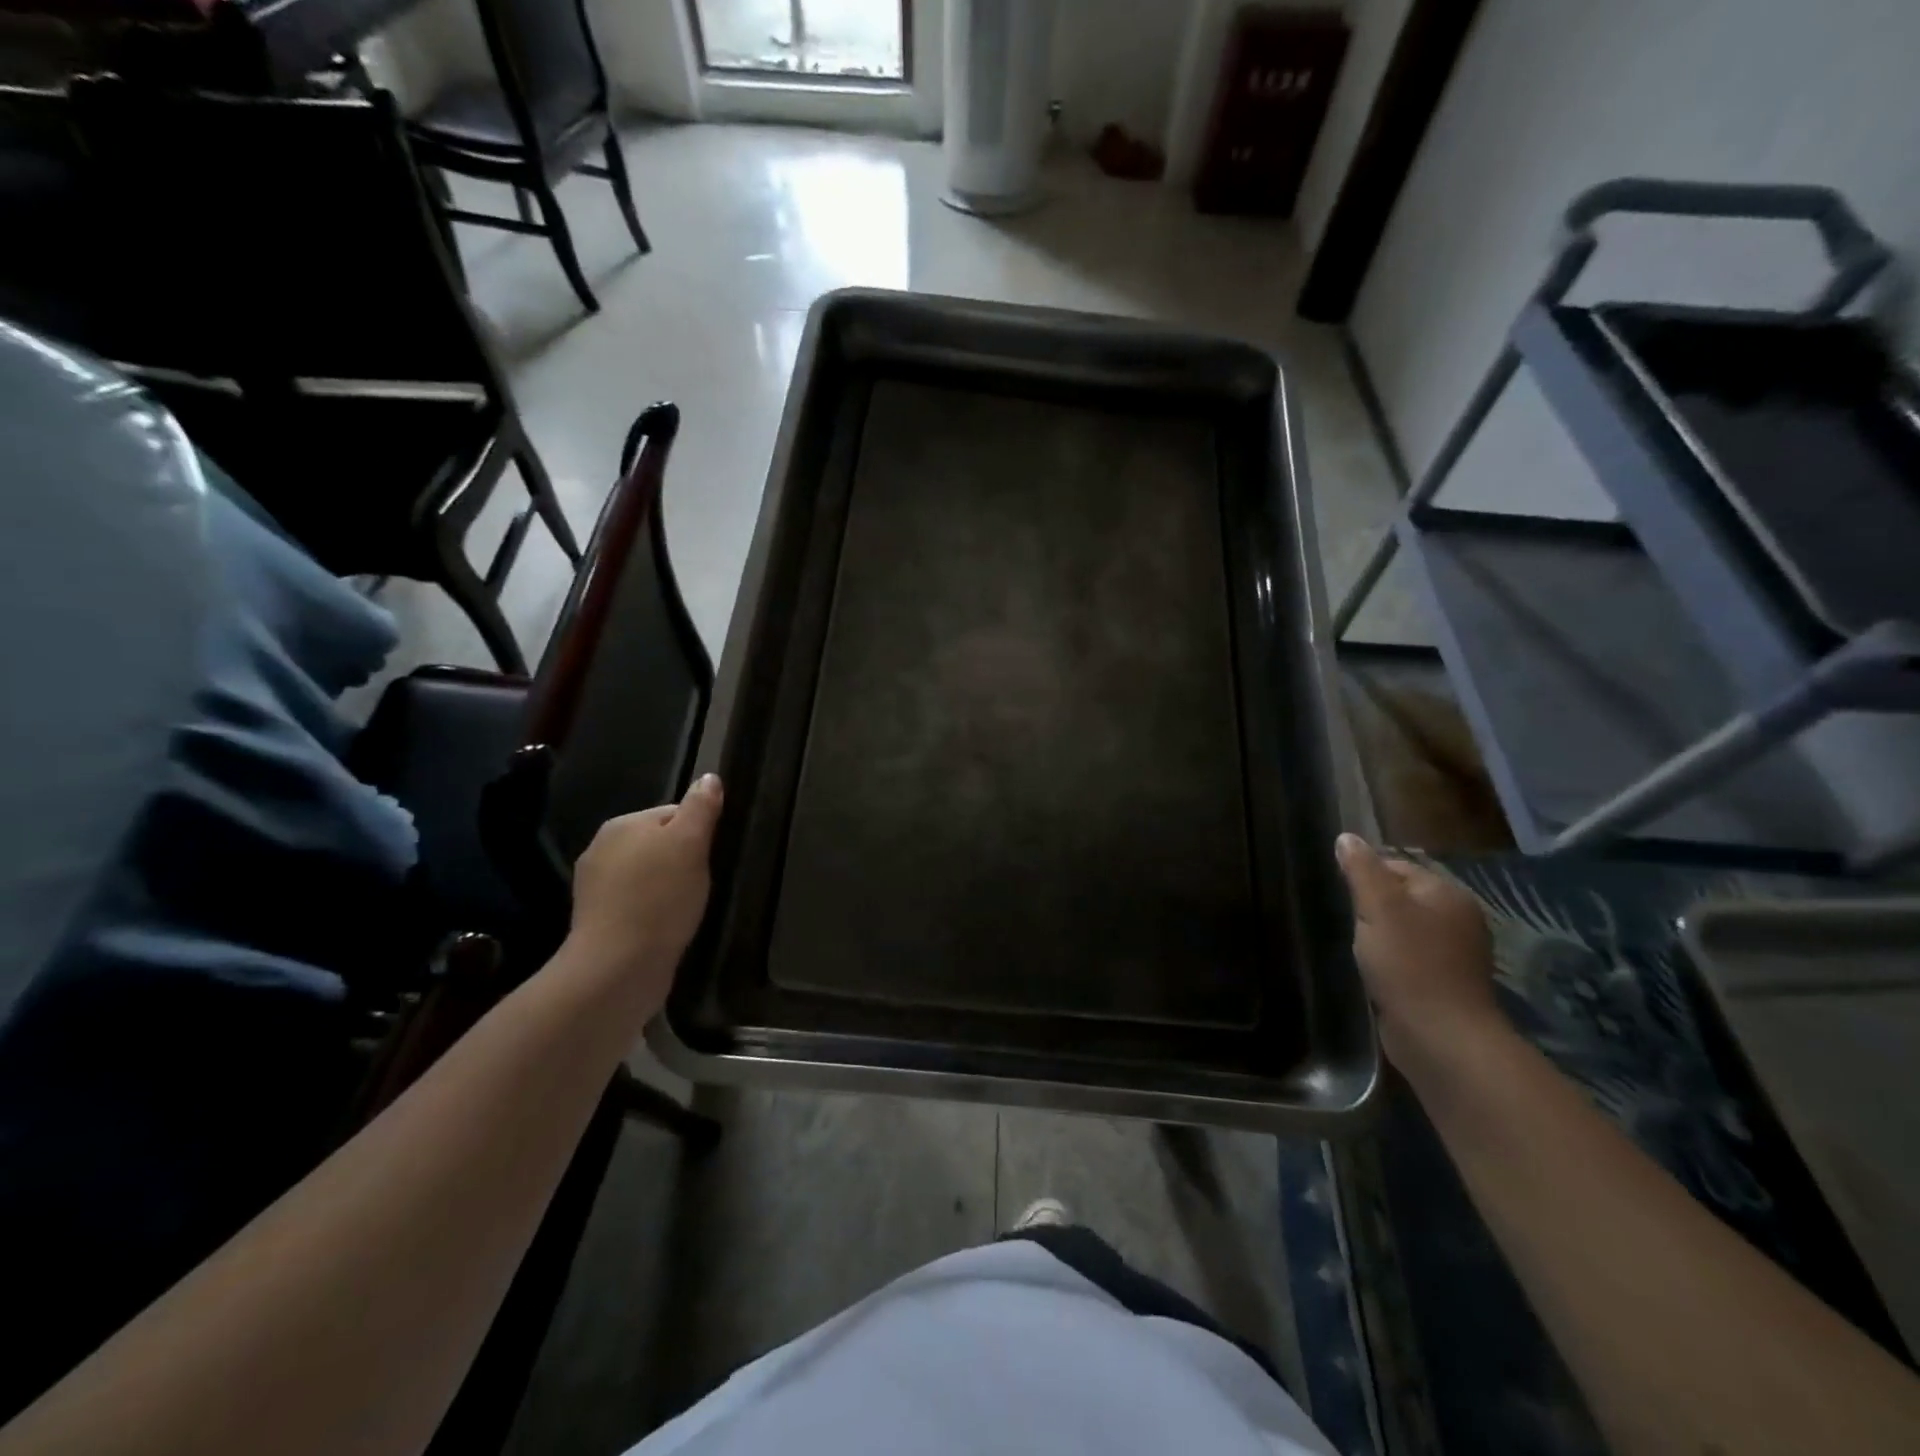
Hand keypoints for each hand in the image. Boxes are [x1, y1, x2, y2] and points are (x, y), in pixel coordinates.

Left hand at [563, 774, 722, 1018]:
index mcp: (622, 824)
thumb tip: (709, 777)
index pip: (673, 813)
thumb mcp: (690, 844)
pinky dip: (653, 910)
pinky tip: (666, 926)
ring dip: (668, 887)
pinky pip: (636, 903)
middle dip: (682, 861)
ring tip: (686, 909)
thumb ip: (700, 808)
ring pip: (647, 875)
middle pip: (659, 844)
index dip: (699, 834)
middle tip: (702, 885)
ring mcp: (595, 887)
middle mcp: (601, 848)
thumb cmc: (659, 898)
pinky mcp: (598, 920)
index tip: (710, 858)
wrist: (618, 966)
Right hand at [1334, 833, 1501, 1064]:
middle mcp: (1458, 918)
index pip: (1397, 866)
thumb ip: (1361, 870)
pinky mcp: (1444, 983)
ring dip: (1379, 934)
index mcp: (1447, 894)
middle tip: (1344, 920)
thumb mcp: (1378, 907)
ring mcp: (1455, 953)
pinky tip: (1373, 970)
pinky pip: (1410, 957)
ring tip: (1355, 946)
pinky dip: (1390, 960)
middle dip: (1371, 906)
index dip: (1365, 875)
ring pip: (1404, 929)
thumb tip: (1346, 838)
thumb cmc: (1408, 964)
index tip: (1340, 894)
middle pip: (1402, 897)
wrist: (1440, 1036)